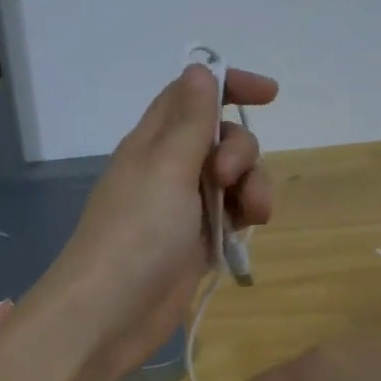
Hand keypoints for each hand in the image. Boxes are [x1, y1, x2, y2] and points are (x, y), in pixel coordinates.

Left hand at [32, 63, 277, 378]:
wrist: (110, 313)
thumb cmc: (137, 233)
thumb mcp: (166, 168)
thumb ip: (190, 120)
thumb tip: (199, 67)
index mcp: (153, 142)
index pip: (192, 97)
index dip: (229, 86)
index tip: (270, 93)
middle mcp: (168, 170)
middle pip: (221, 137)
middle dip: (241, 149)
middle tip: (229, 176)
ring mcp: (183, 208)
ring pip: (233, 178)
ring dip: (253, 186)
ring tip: (253, 214)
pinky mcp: (197, 242)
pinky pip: (231, 214)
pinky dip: (245, 215)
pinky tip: (248, 231)